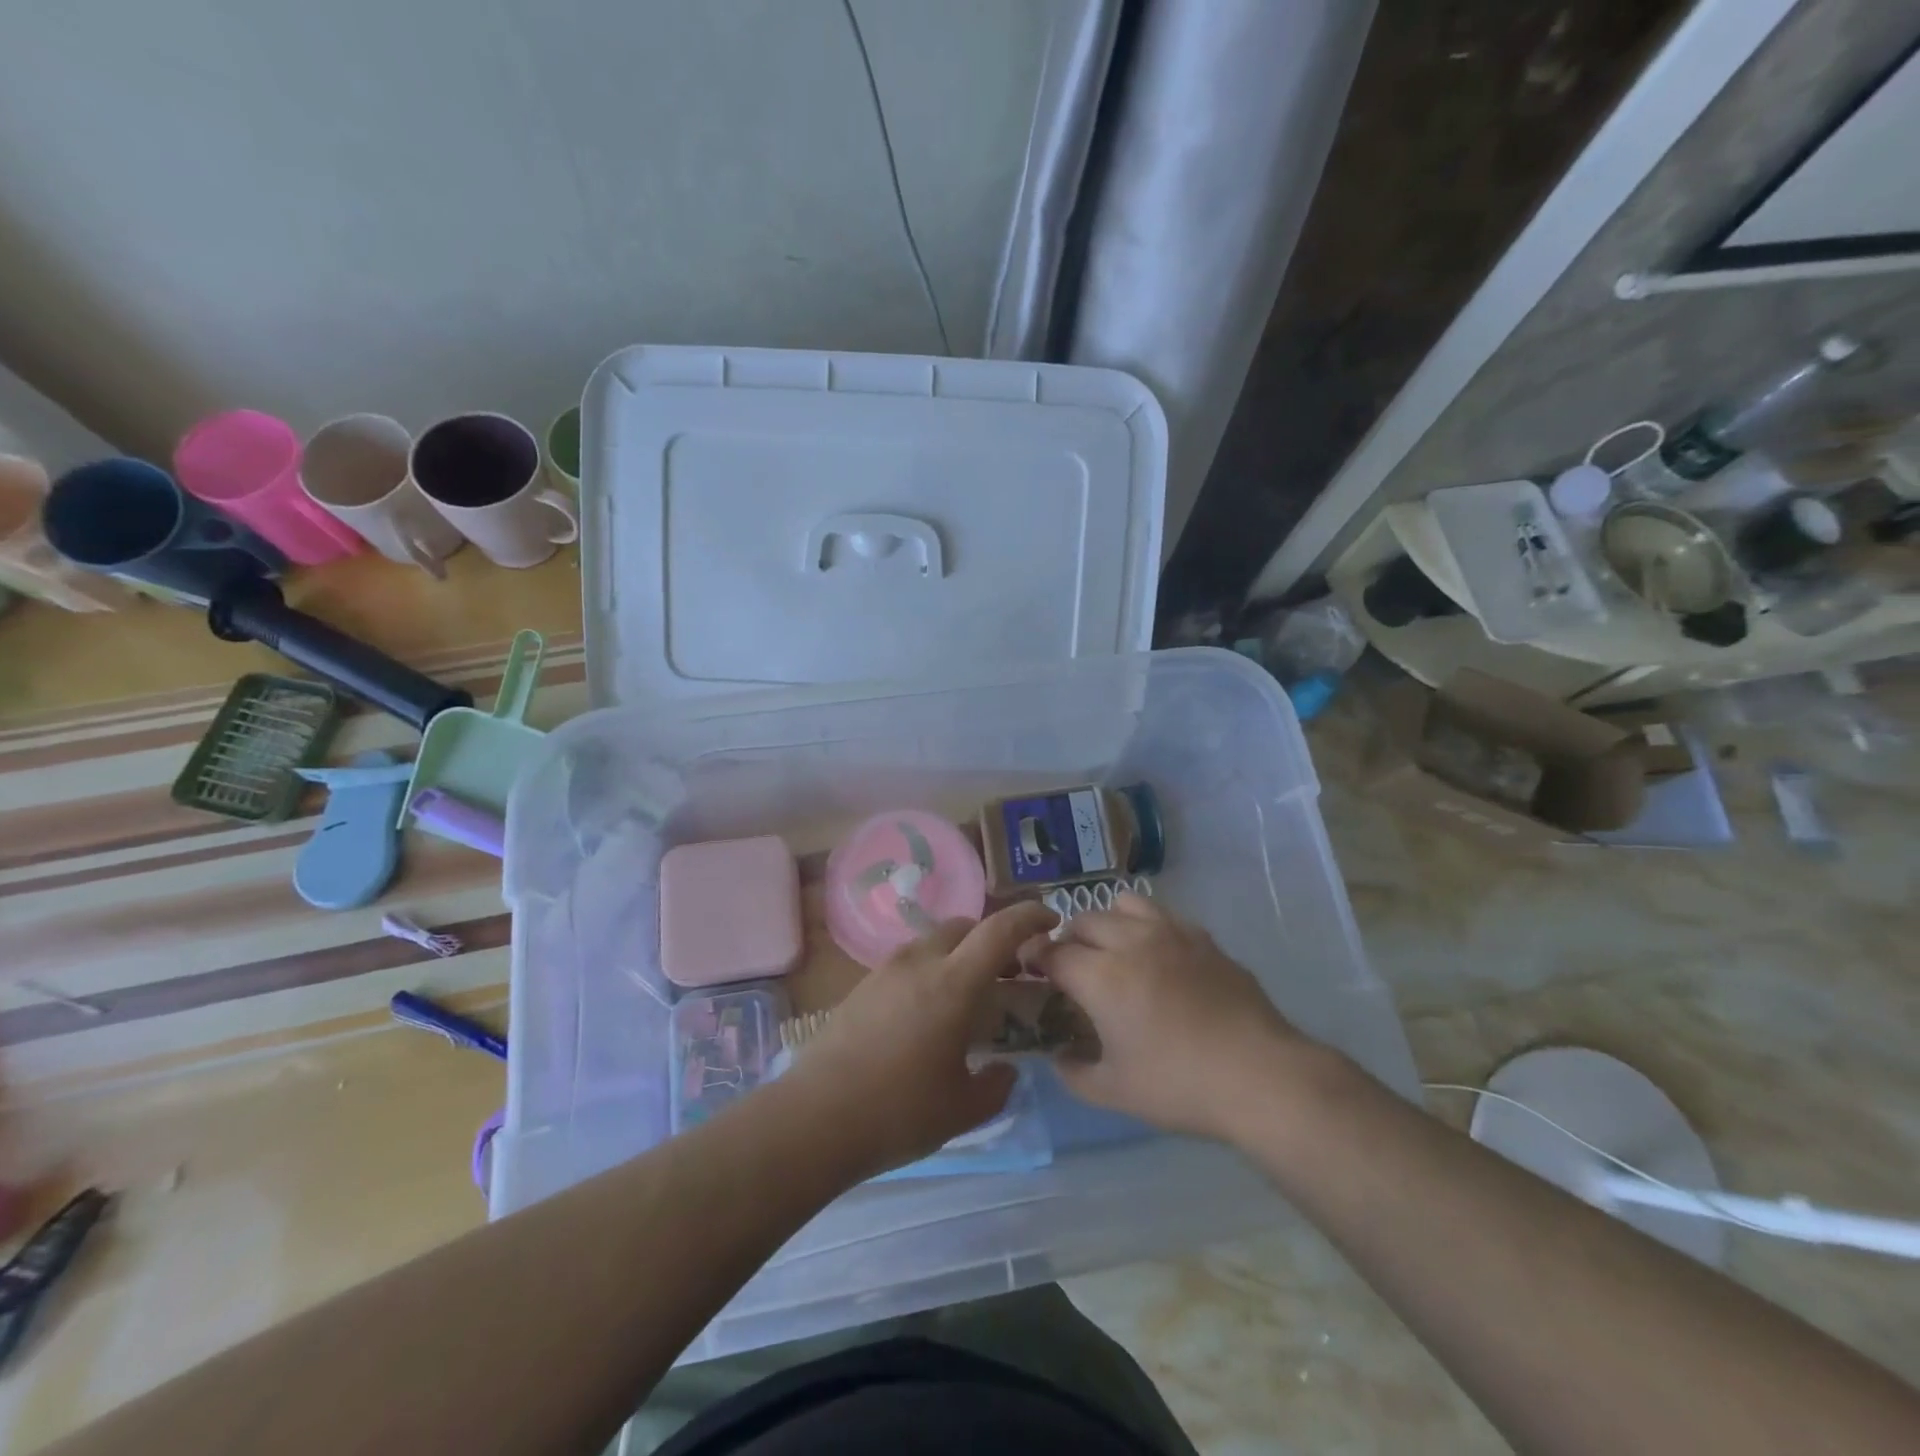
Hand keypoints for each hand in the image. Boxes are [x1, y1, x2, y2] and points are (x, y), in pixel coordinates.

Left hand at [780, 902, 1057, 1180]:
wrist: (814, 1118)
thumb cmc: (898, 1112)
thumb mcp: (962, 1109)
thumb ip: (996, 1086)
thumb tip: (1005, 1070)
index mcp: (953, 984)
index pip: (999, 930)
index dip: (1029, 917)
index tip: (1051, 920)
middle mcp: (920, 963)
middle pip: (964, 927)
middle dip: (992, 938)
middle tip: (1008, 972)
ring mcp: (886, 971)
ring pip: (933, 942)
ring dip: (958, 954)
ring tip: (966, 996)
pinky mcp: (862, 986)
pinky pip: (908, 963)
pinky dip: (930, 971)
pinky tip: (927, 1014)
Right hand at [1037, 893, 1309, 1141]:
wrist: (1260, 1075)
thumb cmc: (1179, 1085)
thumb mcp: (1114, 1092)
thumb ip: (1074, 1072)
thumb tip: (1059, 1056)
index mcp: (1101, 976)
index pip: (1053, 952)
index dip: (1034, 956)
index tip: (1028, 966)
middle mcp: (1130, 942)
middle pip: (1084, 921)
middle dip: (1067, 938)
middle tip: (1069, 965)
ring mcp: (1171, 934)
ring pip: (1123, 904)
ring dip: (1106, 922)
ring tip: (1111, 949)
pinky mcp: (1203, 938)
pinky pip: (1162, 916)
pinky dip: (1145, 927)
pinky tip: (1157, 957)